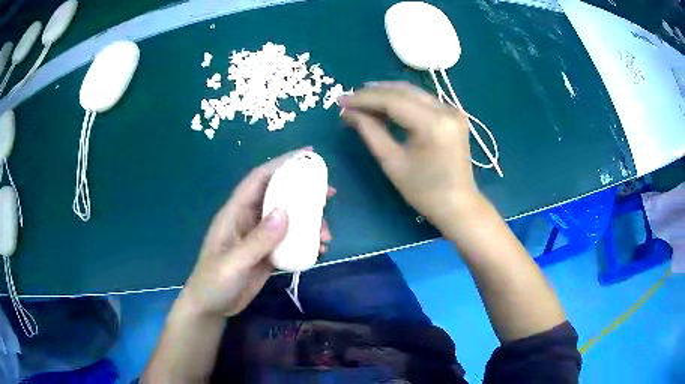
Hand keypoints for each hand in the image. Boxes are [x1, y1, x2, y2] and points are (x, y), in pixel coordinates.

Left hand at [182, 148, 333, 317]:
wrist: (211, 308)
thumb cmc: (214, 283)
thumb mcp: (233, 263)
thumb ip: (257, 241)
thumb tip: (285, 213)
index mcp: (235, 213)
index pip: (259, 179)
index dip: (281, 163)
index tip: (308, 155)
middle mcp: (249, 220)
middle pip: (279, 196)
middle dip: (304, 192)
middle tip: (329, 194)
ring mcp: (259, 238)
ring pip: (288, 220)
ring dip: (309, 222)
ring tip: (326, 234)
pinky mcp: (267, 254)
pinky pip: (290, 241)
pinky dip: (306, 242)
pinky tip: (319, 250)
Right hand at [340, 81, 478, 231]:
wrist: (457, 205)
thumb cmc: (424, 191)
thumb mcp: (392, 162)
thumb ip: (370, 131)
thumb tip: (349, 112)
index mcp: (433, 124)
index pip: (392, 100)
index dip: (364, 98)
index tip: (341, 100)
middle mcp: (446, 110)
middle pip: (403, 91)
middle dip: (373, 93)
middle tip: (349, 99)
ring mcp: (452, 110)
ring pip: (413, 92)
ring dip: (386, 94)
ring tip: (362, 101)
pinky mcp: (453, 115)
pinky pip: (422, 100)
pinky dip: (402, 101)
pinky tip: (385, 106)